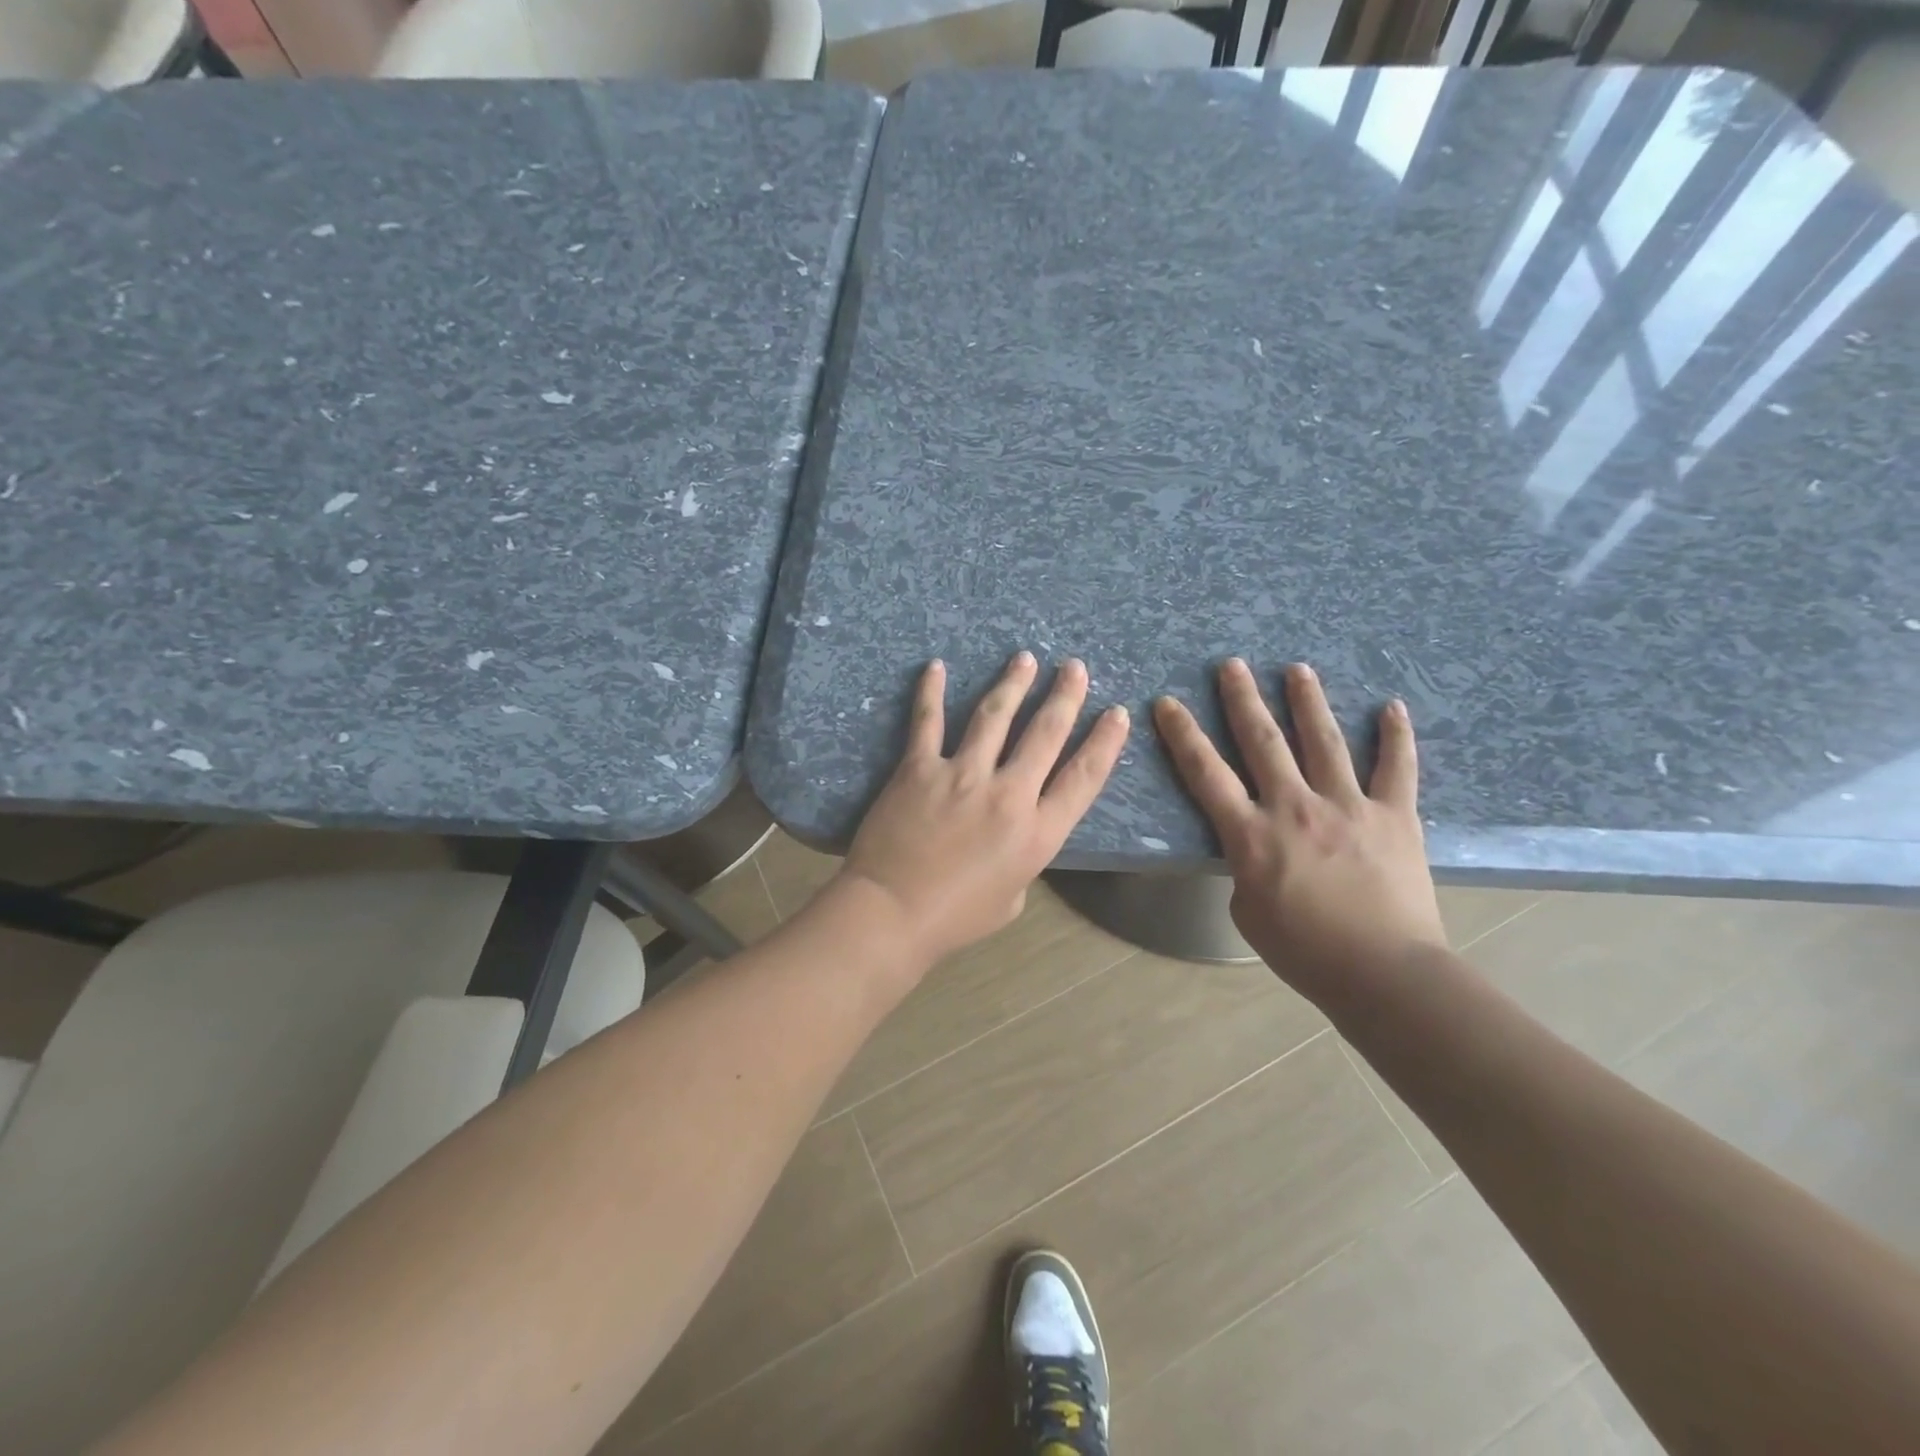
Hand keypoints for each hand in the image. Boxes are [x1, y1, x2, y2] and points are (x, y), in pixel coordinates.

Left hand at [838, 652, 1130, 967]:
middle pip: (1045, 734)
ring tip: (1025, 658)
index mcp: (1038, 833)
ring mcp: (963, 775)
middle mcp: (1008, 795)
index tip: (1117, 713)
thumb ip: (1023, 858)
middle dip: (1065, 696)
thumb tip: (1015, 833)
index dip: (1104, 743)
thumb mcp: (1012, 898)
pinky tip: (937, 666)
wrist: (893, 913)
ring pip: (995, 716)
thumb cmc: (956, 918)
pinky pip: (928, 721)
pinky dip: (931, 692)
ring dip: (1014, 683)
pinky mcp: (920, 768)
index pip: (1083, 778)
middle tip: (1075, 668)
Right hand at [1153, 660, 1444, 990]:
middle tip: (1232, 665)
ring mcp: (1348, 806)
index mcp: (1251, 834)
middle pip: (1262, 742)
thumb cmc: (1304, 951)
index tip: (1168, 703)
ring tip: (1298, 669)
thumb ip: (1245, 869)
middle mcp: (1295, 807)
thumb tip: (1256, 849)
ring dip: (1307, 701)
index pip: (1205, 773)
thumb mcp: (1247, 911)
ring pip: (1324, 741)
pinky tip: (1392, 707)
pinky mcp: (1395, 816)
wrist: (1383, 973)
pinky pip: (1397, 768)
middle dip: (1243, 699)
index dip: (1183, 735)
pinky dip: (1396, 737)